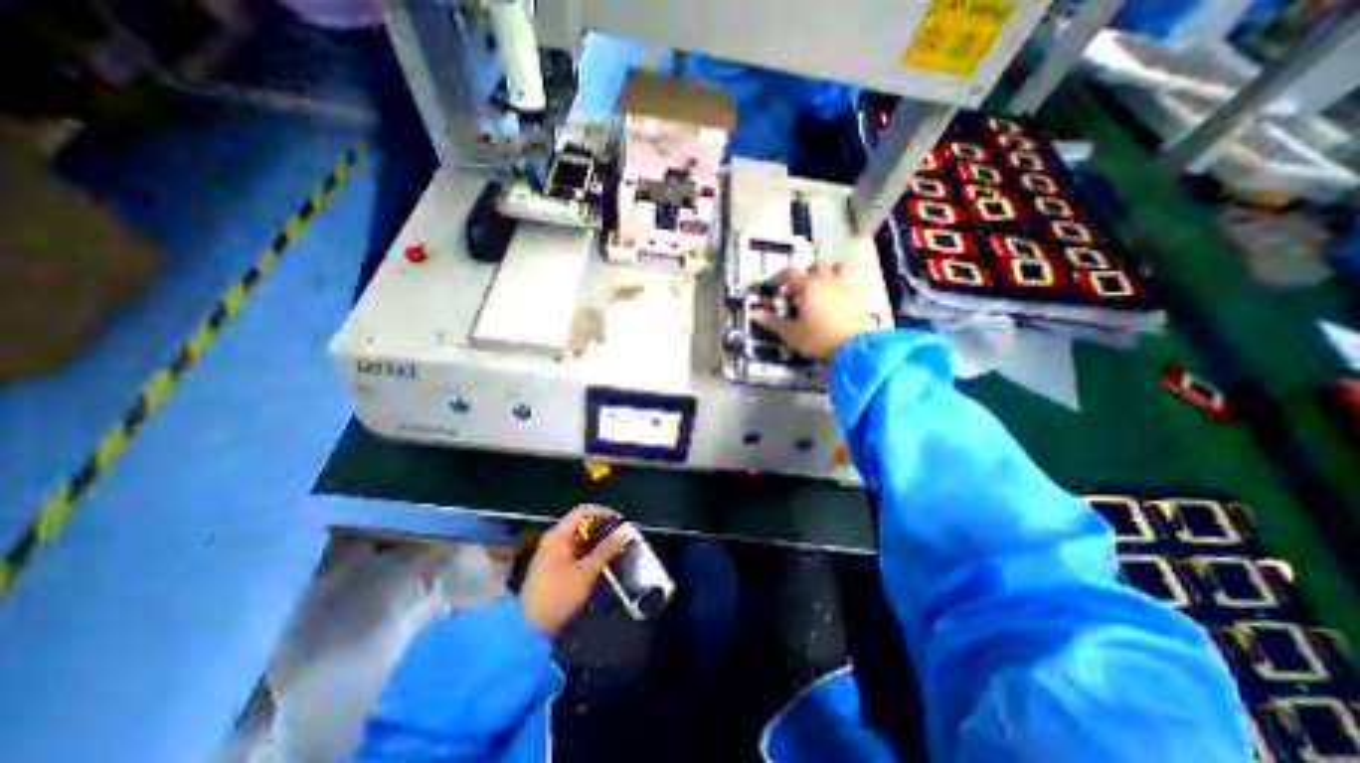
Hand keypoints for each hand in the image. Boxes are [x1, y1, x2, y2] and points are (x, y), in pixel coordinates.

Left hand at [520, 508, 627, 636]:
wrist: (529, 630)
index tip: (621, 522)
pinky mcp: (554, 569)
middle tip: (622, 539)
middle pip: (582, 525)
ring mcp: (553, 554)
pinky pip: (576, 553)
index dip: (603, 512)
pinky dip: (590, 555)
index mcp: (558, 535)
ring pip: (580, 540)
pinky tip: (603, 565)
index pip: (583, 511)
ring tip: (617, 552)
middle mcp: (554, 540)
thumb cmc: (558, 595)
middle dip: (603, 530)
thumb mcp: (586, 571)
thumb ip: (606, 549)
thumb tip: (625, 530)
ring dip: (598, 544)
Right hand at [756, 260, 881, 359]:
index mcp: (808, 285)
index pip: (789, 274)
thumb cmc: (818, 338)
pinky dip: (843, 282)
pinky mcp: (860, 295)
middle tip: (797, 291)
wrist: (855, 348)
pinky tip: (838, 297)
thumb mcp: (791, 333)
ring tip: (821, 287)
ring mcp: (846, 285)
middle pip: (814, 267)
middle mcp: (827, 279)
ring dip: (827, 272)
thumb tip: (754, 313)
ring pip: (837, 268)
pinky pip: (851, 280)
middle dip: (804, 275)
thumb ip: (773, 321)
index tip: (772, 287)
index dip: (778, 279)